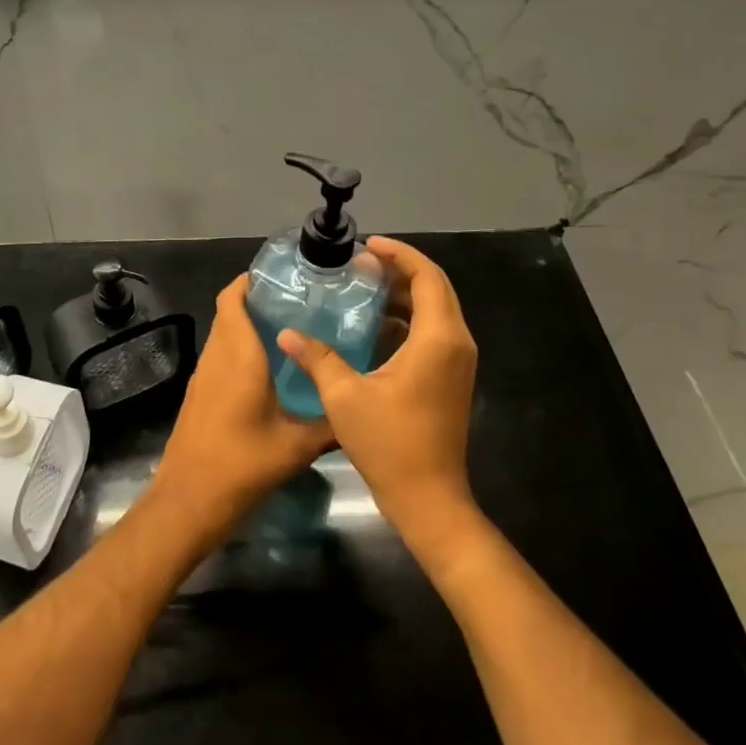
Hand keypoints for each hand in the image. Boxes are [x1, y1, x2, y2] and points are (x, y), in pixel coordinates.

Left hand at [149, 275, 335, 544]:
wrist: (190, 500)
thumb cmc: (242, 464)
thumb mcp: (297, 445)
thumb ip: (330, 423)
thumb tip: (359, 407)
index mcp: (238, 355)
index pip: (233, 298)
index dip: (251, 280)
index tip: (283, 275)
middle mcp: (217, 356)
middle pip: (229, 312)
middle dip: (258, 300)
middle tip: (299, 300)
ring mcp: (203, 375)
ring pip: (223, 334)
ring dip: (248, 324)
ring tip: (291, 327)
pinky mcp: (200, 394)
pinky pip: (221, 356)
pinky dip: (240, 349)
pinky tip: (270, 367)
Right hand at [276, 237, 477, 544]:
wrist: (428, 498)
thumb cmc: (389, 444)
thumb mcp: (345, 396)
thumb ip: (318, 358)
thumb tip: (287, 333)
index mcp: (438, 339)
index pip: (427, 277)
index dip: (399, 254)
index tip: (368, 246)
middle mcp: (456, 343)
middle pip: (435, 288)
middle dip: (400, 270)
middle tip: (361, 264)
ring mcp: (457, 362)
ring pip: (436, 311)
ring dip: (404, 294)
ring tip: (364, 288)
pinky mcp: (451, 379)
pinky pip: (433, 333)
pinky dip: (407, 320)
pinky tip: (374, 327)